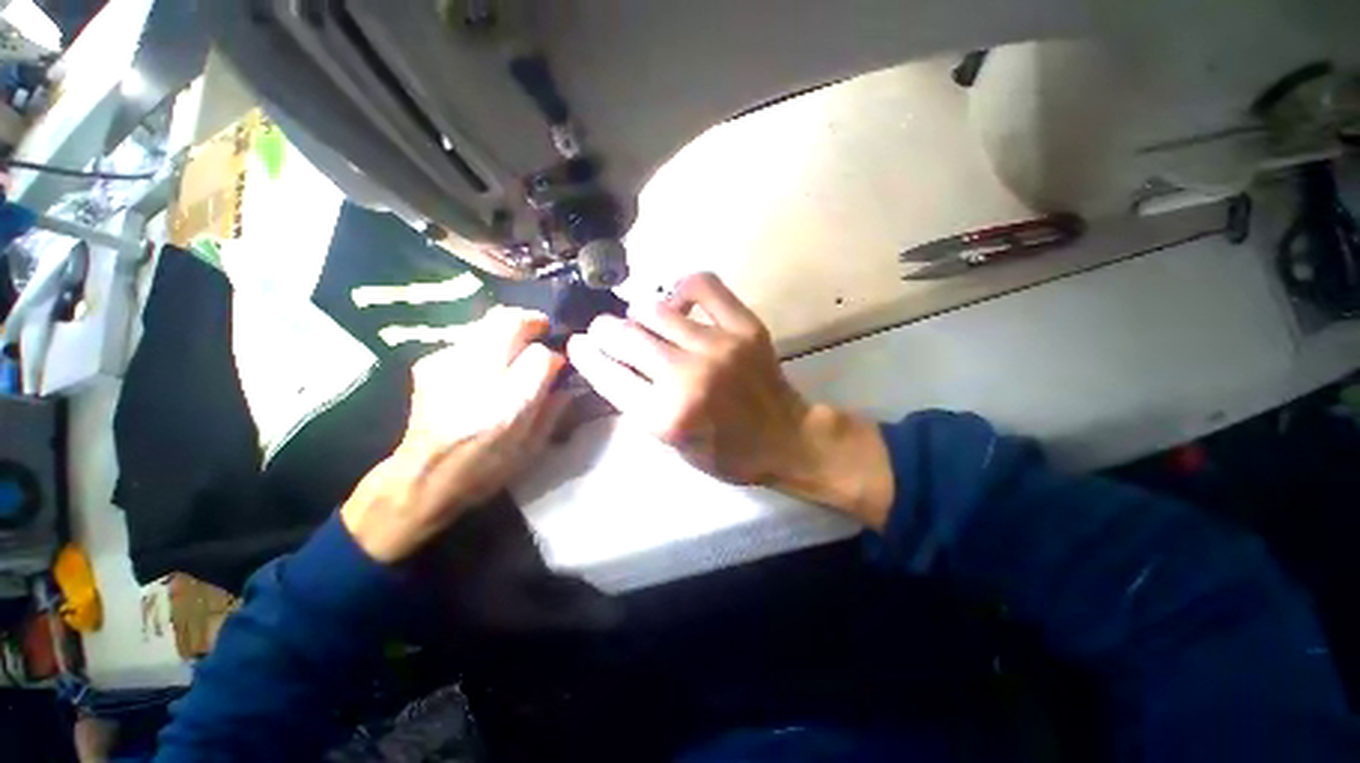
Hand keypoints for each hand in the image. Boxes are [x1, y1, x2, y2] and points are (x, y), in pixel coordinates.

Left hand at [342, 308, 567, 562]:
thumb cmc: (484, 470)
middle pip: (509, 321)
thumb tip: (566, 381)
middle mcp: (476, 377)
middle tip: (542, 331)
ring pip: (487, 323)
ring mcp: (447, 365)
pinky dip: (485, 344)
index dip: (555, 356)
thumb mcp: (532, 448)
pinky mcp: (429, 363)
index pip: (541, 356)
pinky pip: (468, 339)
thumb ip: (554, 409)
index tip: (558, 366)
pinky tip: (485, 367)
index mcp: (507, 407)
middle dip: (532, 321)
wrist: (421, 478)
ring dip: (509, 330)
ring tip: (515, 350)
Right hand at [567, 272, 893, 527]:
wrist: (785, 438)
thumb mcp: (673, 445)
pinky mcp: (744, 327)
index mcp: (666, 416)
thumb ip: (641, 405)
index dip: (586, 356)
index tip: (578, 344)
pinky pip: (702, 285)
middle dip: (604, 330)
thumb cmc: (726, 452)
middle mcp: (687, 377)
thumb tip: (612, 362)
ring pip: (655, 309)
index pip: (608, 375)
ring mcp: (718, 347)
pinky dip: (682, 287)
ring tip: (644, 322)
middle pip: (625, 336)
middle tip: (605, 331)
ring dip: (639, 314)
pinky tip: (679, 301)